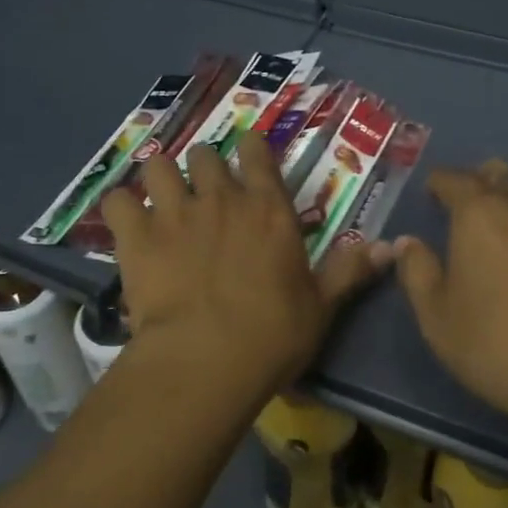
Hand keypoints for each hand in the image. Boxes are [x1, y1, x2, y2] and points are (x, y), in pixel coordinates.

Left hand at [101, 138, 391, 404]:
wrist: (207, 360)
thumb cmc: (273, 334)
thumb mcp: (321, 306)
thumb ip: (349, 271)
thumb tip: (392, 247)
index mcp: (269, 209)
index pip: (258, 153)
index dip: (251, 147)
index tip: (246, 152)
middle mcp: (221, 198)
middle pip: (206, 155)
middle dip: (204, 167)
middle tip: (203, 191)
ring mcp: (174, 213)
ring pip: (159, 166)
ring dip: (160, 178)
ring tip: (160, 199)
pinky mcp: (136, 236)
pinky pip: (116, 202)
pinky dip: (120, 209)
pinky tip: (125, 225)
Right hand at [395, 162, 507, 440]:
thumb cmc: (504, 348)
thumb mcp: (439, 321)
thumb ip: (418, 273)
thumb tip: (407, 243)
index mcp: (481, 214)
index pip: (454, 179)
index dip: (441, 184)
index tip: (435, 195)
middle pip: (503, 178)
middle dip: (487, 188)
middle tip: (480, 216)